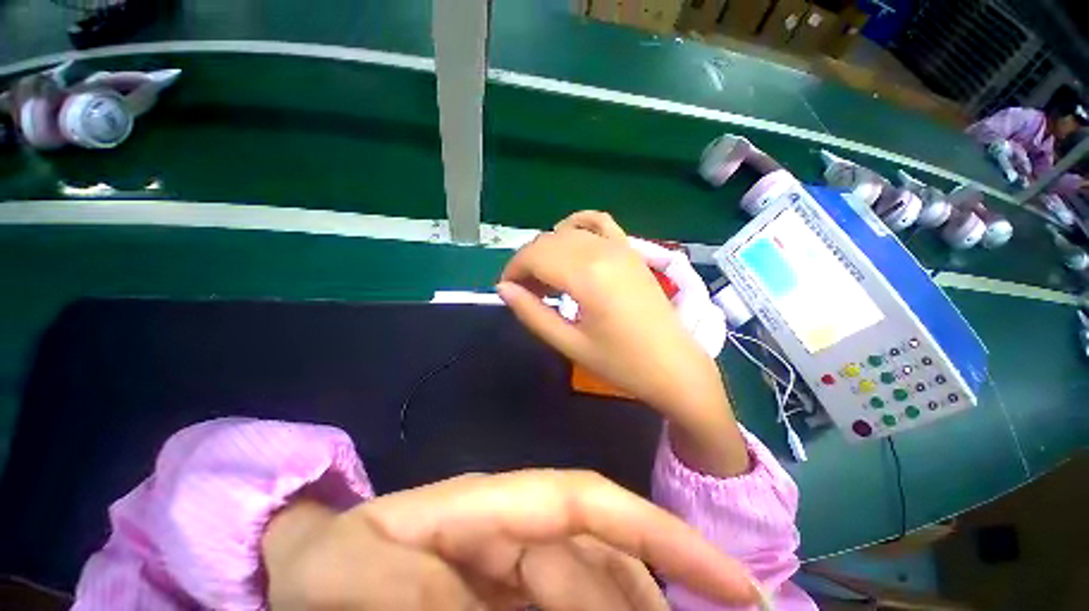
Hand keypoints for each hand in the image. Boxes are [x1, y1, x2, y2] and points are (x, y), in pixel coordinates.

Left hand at [263, 470, 762, 608]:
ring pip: (593, 592)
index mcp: (493, 508)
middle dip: (645, 601)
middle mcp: (515, 532)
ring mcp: (512, 567)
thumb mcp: (359, 577)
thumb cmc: (328, 562)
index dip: (658, 532)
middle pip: (601, 562)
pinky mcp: (503, 598)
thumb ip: (422, 597)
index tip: (729, 579)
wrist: (305, 562)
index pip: (590, 504)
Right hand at [497, 211, 747, 476]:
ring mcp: (620, 246)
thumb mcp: (570, 344)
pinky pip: (599, 222)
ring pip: (568, 232)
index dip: (513, 270)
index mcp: (587, 276)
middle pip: (548, 241)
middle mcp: (602, 251)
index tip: (506, 290)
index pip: (534, 256)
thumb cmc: (621, 363)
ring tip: (545, 278)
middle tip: (524, 291)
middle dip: (527, 262)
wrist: (674, 366)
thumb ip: (532, 313)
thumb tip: (503, 289)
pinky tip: (570, 243)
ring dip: (548, 249)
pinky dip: (577, 226)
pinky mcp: (631, 249)